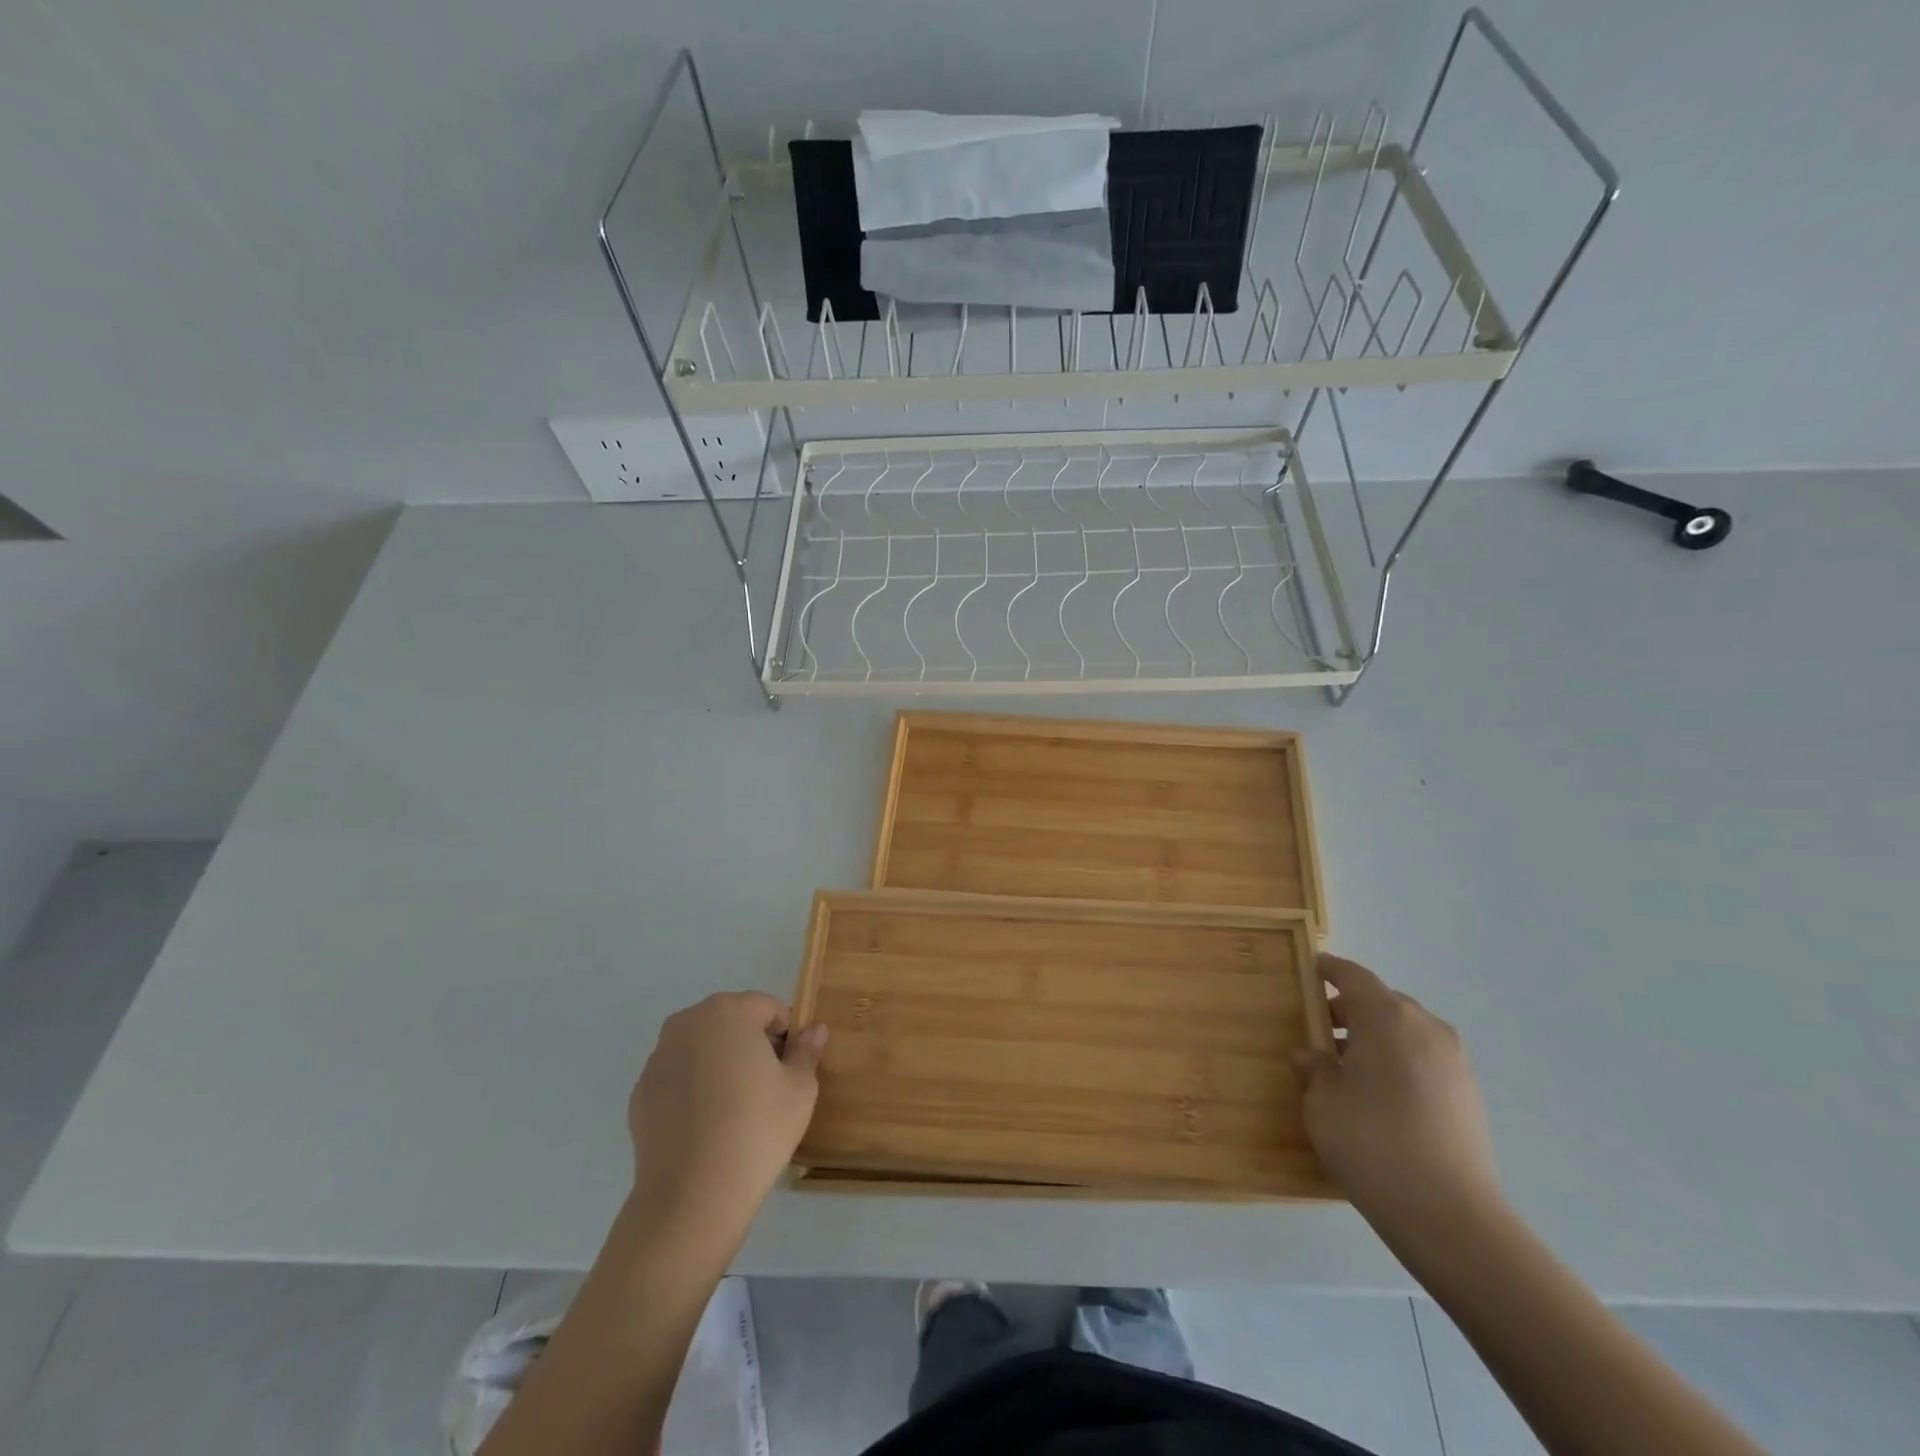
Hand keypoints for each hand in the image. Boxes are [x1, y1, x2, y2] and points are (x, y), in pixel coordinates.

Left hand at [626, 992, 827, 1245]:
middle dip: (751, 1044)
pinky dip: (693, 1089)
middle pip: (731, 1022)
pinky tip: (706, 1126)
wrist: (692, 1195)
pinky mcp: (640, 1093)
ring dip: (720, 1064)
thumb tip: (814, 1029)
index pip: (768, 1008)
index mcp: (729, 1011)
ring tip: (734, 1108)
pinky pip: (678, 1078)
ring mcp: (658, 1057)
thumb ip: (807, 1050)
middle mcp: (688, 1022)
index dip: (786, 1034)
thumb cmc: (757, 1129)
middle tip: (768, 1087)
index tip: (792, 1068)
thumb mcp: (799, 1089)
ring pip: (702, 1048)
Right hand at [1293, 956, 1503, 1245]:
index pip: (1354, 976)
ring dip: (1377, 1037)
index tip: (1312, 969)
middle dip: (1352, 1009)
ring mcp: (1454, 1061)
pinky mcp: (1469, 1094)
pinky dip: (1400, 1061)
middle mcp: (1425, 1027)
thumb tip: (1312, 1056)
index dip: (1331, 970)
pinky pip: (1425, 1059)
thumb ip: (1315, 1070)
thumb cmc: (1372, 1143)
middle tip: (1321, 1028)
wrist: (1451, 1216)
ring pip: (1407, 1031)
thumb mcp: (1322, 1104)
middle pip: (1383, 1002)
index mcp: (1386, 1017)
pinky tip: (1380, 1095)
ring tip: (1348, 1067)